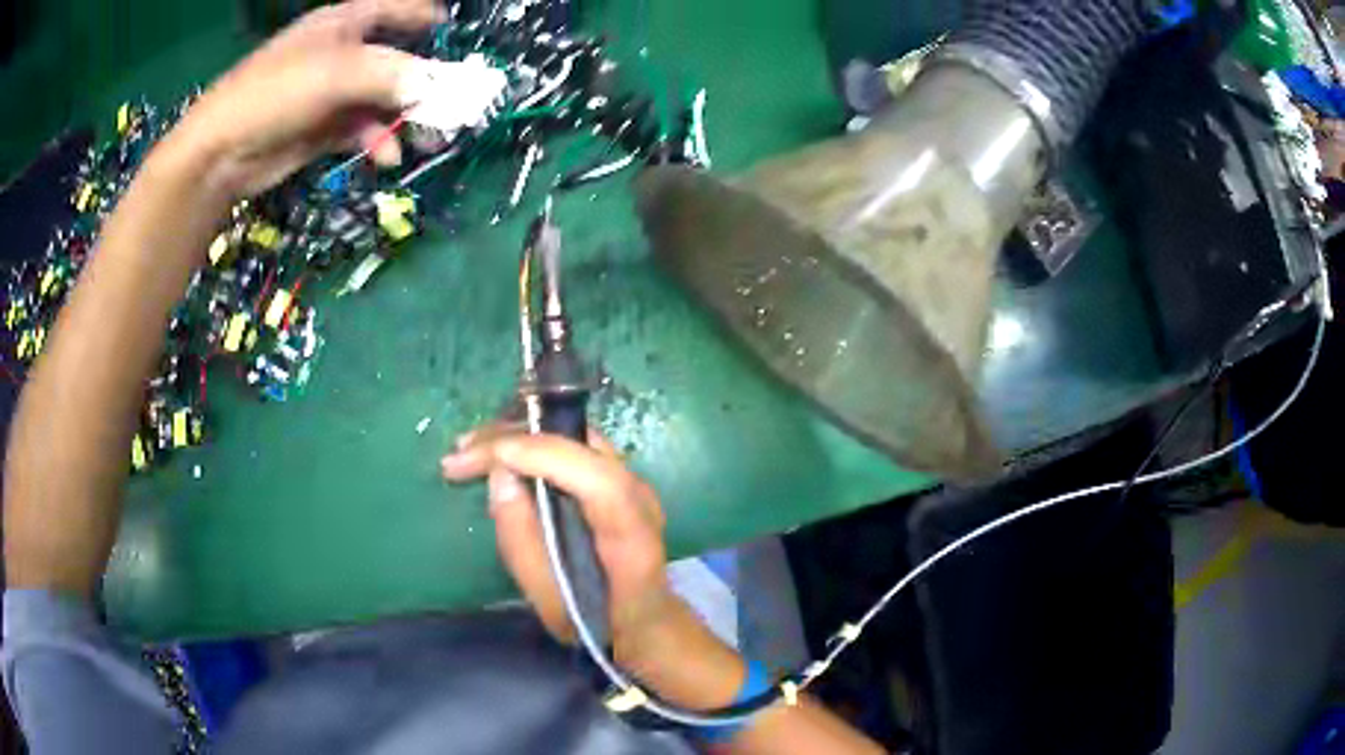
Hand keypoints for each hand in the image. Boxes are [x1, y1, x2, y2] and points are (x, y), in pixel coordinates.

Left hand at [160, 0, 445, 200]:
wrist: (221, 153)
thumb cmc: (276, 93)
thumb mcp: (338, 73)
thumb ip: (394, 74)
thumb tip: (439, 87)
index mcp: (345, 22)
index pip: (397, 8)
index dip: (428, 18)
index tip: (456, 36)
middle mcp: (342, 52)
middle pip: (397, 58)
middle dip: (425, 80)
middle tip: (453, 104)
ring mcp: (332, 92)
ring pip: (383, 98)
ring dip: (404, 118)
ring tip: (427, 139)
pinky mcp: (323, 128)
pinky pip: (363, 129)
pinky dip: (377, 141)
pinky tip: (386, 157)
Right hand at [440, 426, 682, 656]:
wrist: (646, 619)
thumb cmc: (599, 621)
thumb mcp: (552, 603)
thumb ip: (523, 545)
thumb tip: (499, 478)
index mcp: (632, 536)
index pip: (597, 479)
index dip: (543, 457)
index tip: (487, 458)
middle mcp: (639, 495)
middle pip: (581, 445)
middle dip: (515, 440)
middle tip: (459, 453)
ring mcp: (631, 479)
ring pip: (572, 435)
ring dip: (518, 434)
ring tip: (469, 449)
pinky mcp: (616, 475)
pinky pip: (571, 444)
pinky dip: (531, 441)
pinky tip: (498, 451)